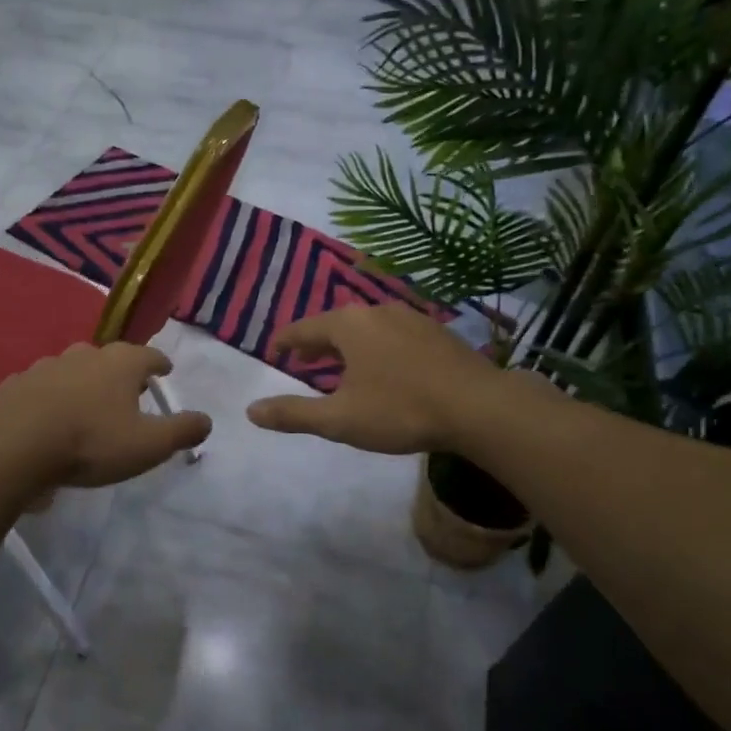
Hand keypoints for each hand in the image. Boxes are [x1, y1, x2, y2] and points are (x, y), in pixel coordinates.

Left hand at [0, 342, 211, 489]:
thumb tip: (206, 420)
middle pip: (110, 358)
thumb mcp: (147, 445)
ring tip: (88, 406)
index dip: (160, 364)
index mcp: (120, 364)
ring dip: (84, 384)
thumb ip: (181, 431)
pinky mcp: (16, 384)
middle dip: (120, 372)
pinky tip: (50, 419)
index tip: (165, 370)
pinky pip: (43, 389)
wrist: (13, 446)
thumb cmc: (90, 442)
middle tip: (128, 391)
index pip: (149, 356)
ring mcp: (46, 367)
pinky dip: (52, 399)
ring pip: (74, 370)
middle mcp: (84, 355)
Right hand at [246, 303, 518, 454]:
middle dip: (317, 342)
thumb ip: (293, 414)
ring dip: (349, 345)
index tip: (275, 350)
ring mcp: (411, 318)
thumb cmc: (400, 410)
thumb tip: (251, 411)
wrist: (480, 407)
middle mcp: (377, 311)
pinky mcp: (437, 332)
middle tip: (305, 360)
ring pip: (367, 327)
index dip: (286, 341)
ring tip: (343, 365)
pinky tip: (387, 368)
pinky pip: (394, 334)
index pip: (304, 328)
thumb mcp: (339, 419)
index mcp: (348, 325)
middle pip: (336, 323)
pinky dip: (378, 347)